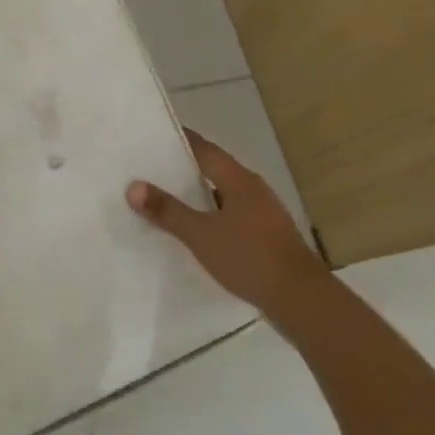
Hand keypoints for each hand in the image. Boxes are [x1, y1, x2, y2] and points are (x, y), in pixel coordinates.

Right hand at [127, 130, 327, 319]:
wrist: (301, 299)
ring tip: (166, 199)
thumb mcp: (201, 235)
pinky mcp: (267, 235)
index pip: (203, 148)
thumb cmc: (249, 257)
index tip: (152, 135)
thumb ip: (167, 211)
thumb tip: (133, 186)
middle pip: (213, 169)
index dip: (178, 141)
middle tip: (149, 168)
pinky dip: (211, 216)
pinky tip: (196, 230)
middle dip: (183, 168)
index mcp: (238, 179)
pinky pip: (232, 215)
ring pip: (223, 194)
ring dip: (198, 195)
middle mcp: (253, 188)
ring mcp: (263, 212)